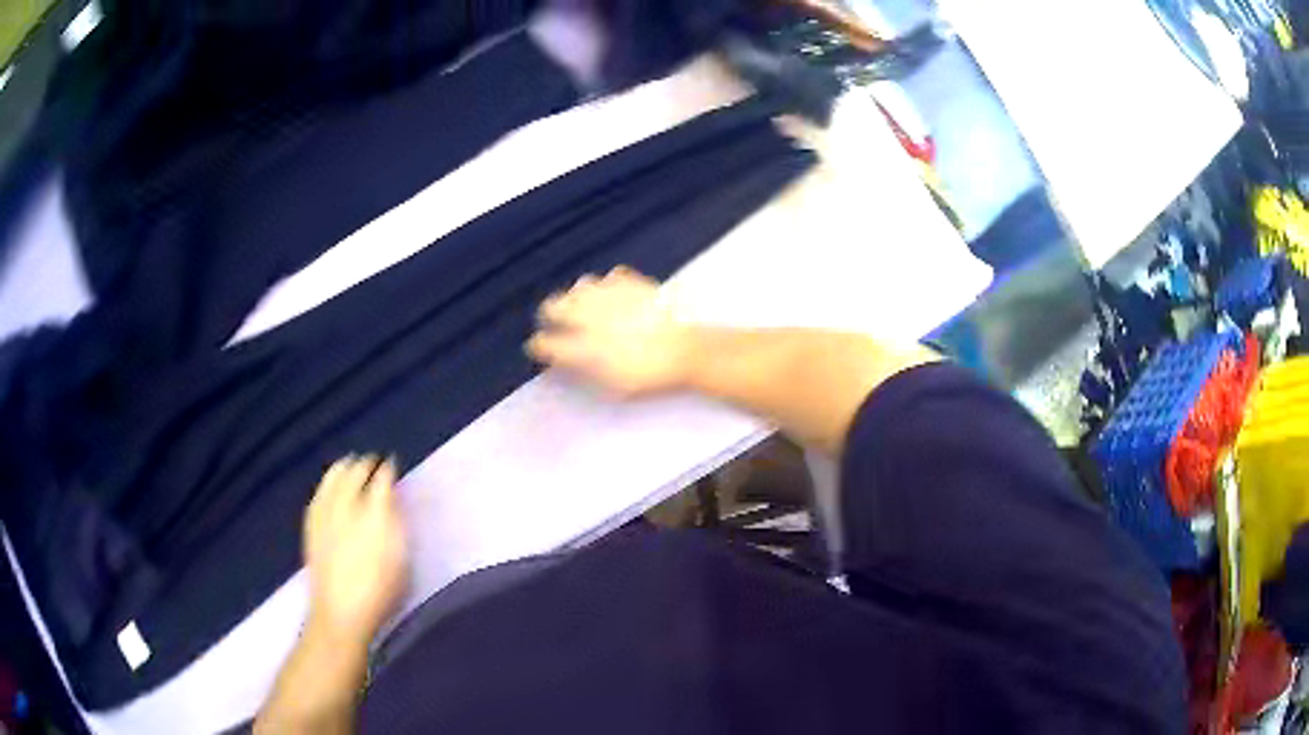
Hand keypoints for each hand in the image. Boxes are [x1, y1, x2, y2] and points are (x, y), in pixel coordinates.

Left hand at [303, 455, 407, 647]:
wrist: (341, 613)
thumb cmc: (380, 591)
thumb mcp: (401, 559)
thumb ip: (397, 524)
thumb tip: (393, 498)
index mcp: (375, 514)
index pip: (382, 480)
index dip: (388, 469)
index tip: (393, 465)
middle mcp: (348, 506)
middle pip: (355, 473)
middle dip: (364, 464)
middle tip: (372, 462)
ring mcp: (326, 514)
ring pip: (333, 479)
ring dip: (343, 468)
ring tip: (349, 464)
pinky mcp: (312, 526)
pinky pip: (319, 494)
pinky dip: (326, 484)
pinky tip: (329, 486)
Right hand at [527, 267, 692, 397]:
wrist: (687, 350)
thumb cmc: (650, 375)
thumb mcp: (613, 385)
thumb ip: (583, 370)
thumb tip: (562, 360)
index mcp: (582, 344)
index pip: (545, 343)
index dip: (540, 346)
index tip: (541, 349)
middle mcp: (589, 315)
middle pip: (552, 306)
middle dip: (550, 314)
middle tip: (556, 322)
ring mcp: (610, 294)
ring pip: (580, 287)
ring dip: (577, 297)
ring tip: (585, 307)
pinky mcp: (632, 282)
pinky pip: (611, 277)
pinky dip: (608, 286)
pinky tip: (615, 296)